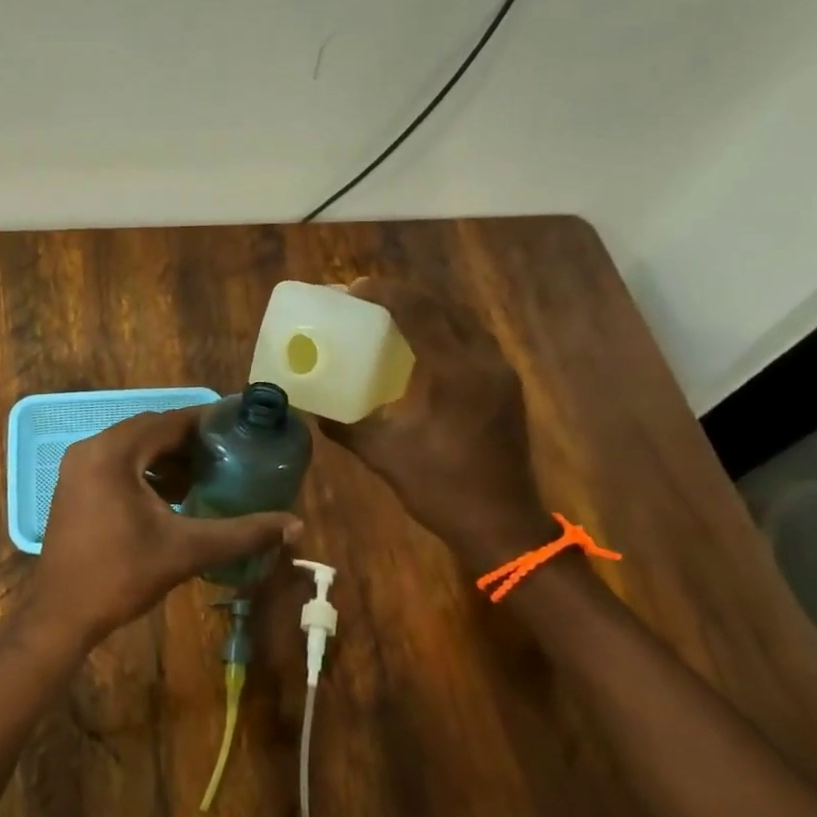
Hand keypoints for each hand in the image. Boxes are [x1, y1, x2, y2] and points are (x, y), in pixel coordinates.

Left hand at [28, 407, 302, 651]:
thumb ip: (241, 534)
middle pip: (149, 432)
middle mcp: (91, 449)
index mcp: (114, 452)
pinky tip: (171, 496)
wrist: (62, 614)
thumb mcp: (186, 550)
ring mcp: (77, 468)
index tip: (238, 427)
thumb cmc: (122, 575)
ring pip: (132, 449)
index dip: (205, 423)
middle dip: (188, 442)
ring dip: (166, 458)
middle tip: (227, 454)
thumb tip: (294, 525)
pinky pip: (116, 464)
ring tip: (204, 476)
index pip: (168, 422)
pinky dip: (145, 472)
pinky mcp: (73, 487)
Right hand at [316, 277, 548, 568]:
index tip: (353, 289)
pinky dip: (443, 328)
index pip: (420, 313)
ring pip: (462, 320)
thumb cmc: (442, 490)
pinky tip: (420, 343)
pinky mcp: (506, 386)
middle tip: (365, 297)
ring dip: (426, 308)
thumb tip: (311, 409)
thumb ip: (346, 427)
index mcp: (455, 373)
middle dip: (403, 295)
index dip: (385, 294)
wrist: (503, 526)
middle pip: (444, 307)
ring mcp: (501, 372)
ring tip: (389, 311)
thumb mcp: (385, 456)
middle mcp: (484, 362)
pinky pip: (471, 339)